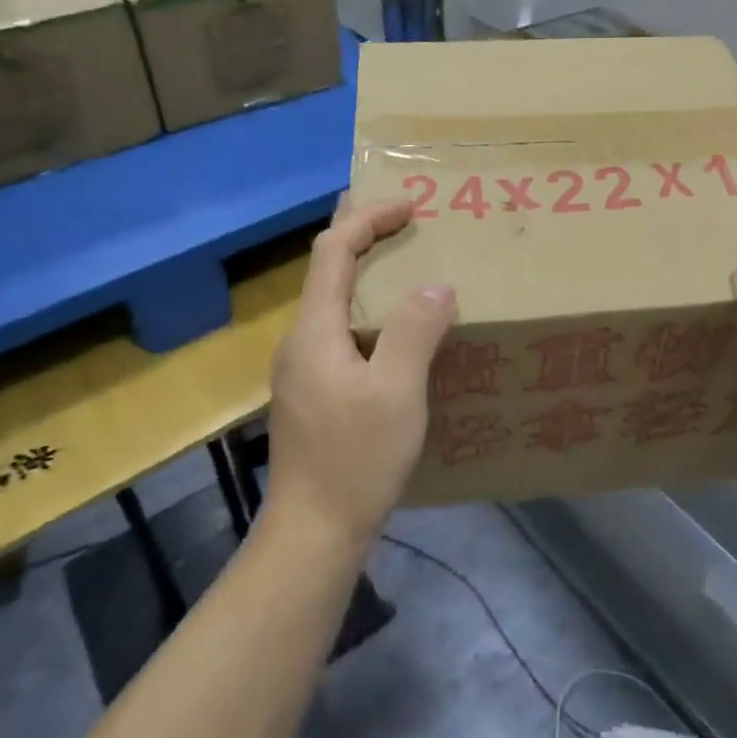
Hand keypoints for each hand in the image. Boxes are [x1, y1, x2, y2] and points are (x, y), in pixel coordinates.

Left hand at [266, 196, 456, 550]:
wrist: (313, 532)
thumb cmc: (355, 459)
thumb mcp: (397, 392)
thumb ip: (415, 331)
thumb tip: (437, 285)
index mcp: (314, 329)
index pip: (333, 250)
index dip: (368, 218)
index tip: (409, 205)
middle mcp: (300, 339)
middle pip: (325, 269)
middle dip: (361, 234)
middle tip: (400, 216)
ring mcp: (301, 368)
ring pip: (331, 300)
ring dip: (364, 271)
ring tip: (403, 263)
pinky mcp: (311, 391)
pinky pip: (338, 329)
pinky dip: (365, 306)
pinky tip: (391, 327)